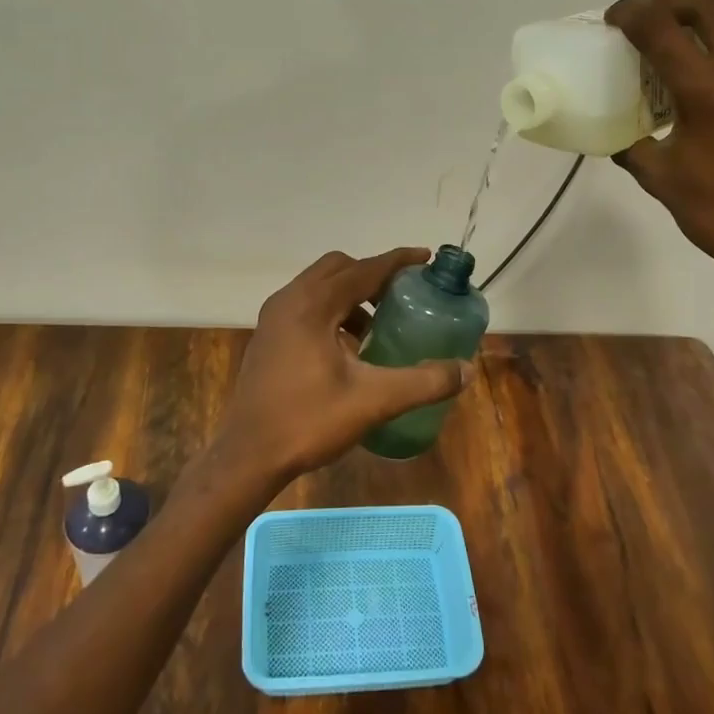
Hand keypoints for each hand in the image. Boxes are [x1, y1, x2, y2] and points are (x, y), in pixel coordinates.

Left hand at [216, 248, 473, 488]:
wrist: (247, 455)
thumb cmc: (308, 421)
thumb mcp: (373, 401)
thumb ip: (423, 382)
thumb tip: (466, 370)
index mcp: (312, 305)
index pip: (363, 270)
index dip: (397, 261)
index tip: (425, 257)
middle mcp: (289, 300)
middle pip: (338, 268)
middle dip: (372, 275)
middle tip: (401, 294)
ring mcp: (274, 317)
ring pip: (319, 286)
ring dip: (350, 294)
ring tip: (377, 325)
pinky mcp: (268, 336)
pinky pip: (306, 305)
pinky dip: (332, 311)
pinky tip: (349, 348)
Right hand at [605, 0, 713, 282]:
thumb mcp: (659, 176)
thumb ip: (631, 142)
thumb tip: (615, 128)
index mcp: (708, 90)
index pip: (661, 27)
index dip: (631, 13)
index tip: (615, 17)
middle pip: (708, 3)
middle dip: (671, 1)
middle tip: (651, 17)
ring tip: (692, 20)